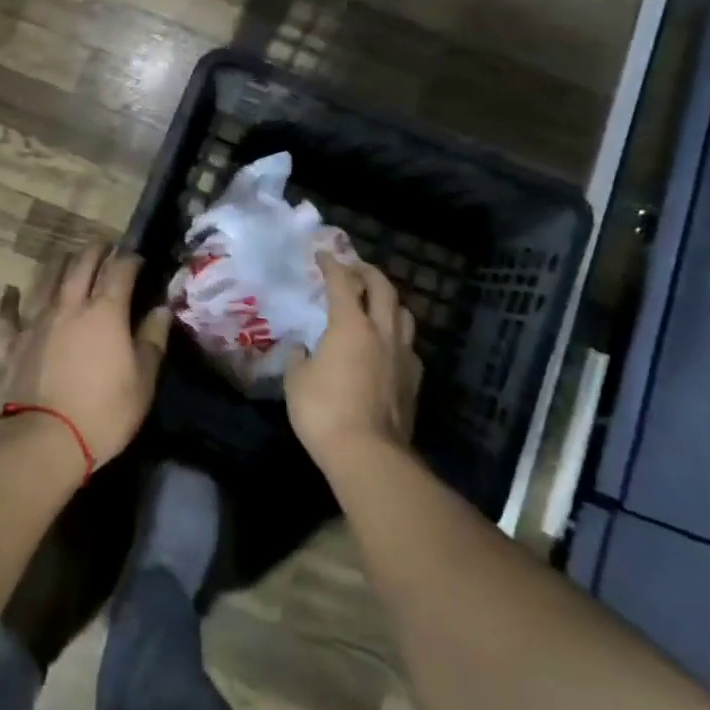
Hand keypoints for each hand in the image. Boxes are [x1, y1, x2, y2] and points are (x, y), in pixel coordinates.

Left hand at [0, 244, 170, 469]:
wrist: (43, 440)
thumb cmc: (104, 412)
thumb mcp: (143, 380)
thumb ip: (152, 340)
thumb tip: (162, 309)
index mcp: (106, 312)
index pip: (120, 270)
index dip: (130, 259)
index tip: (138, 258)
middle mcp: (70, 306)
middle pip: (82, 265)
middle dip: (95, 250)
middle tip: (104, 246)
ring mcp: (37, 322)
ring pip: (47, 280)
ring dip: (60, 264)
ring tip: (67, 257)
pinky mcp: (12, 344)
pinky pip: (8, 316)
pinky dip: (9, 301)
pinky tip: (9, 291)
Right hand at [286, 253, 420, 470]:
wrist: (369, 454)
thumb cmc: (324, 411)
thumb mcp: (296, 381)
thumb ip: (298, 358)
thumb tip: (301, 348)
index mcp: (350, 325)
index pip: (342, 283)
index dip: (332, 265)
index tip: (323, 255)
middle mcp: (381, 332)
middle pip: (383, 288)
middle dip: (368, 272)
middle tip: (355, 268)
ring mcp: (402, 356)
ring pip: (403, 314)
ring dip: (389, 301)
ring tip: (376, 303)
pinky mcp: (414, 381)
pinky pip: (408, 346)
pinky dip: (396, 336)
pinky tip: (387, 346)